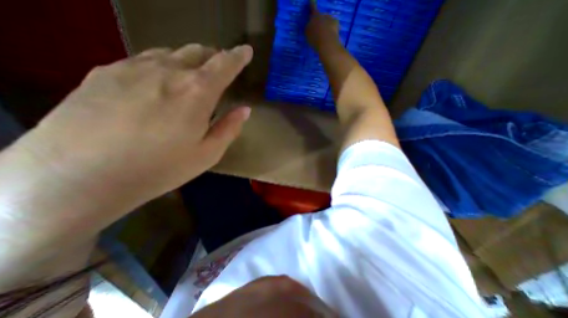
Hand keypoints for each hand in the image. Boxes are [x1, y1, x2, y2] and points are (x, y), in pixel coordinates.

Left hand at [11, 42, 251, 220]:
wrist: (78, 177)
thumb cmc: (160, 168)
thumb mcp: (208, 154)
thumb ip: (229, 128)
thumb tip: (244, 110)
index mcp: (197, 92)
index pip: (225, 65)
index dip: (238, 57)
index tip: (246, 50)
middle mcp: (168, 71)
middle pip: (198, 52)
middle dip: (215, 56)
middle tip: (221, 65)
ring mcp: (133, 67)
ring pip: (171, 53)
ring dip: (189, 59)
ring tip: (194, 73)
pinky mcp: (105, 72)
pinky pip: (145, 59)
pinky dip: (163, 64)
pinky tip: (160, 80)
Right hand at [304, 3, 338, 47]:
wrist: (327, 42)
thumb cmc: (315, 37)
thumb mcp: (307, 33)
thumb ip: (309, 27)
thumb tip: (311, 25)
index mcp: (315, 16)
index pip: (313, 7)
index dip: (312, 3)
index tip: (312, 0)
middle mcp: (324, 15)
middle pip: (322, 16)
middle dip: (320, 21)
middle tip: (319, 30)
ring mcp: (331, 18)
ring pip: (328, 21)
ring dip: (326, 26)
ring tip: (325, 35)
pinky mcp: (337, 24)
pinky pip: (334, 27)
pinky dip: (332, 30)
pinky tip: (330, 37)